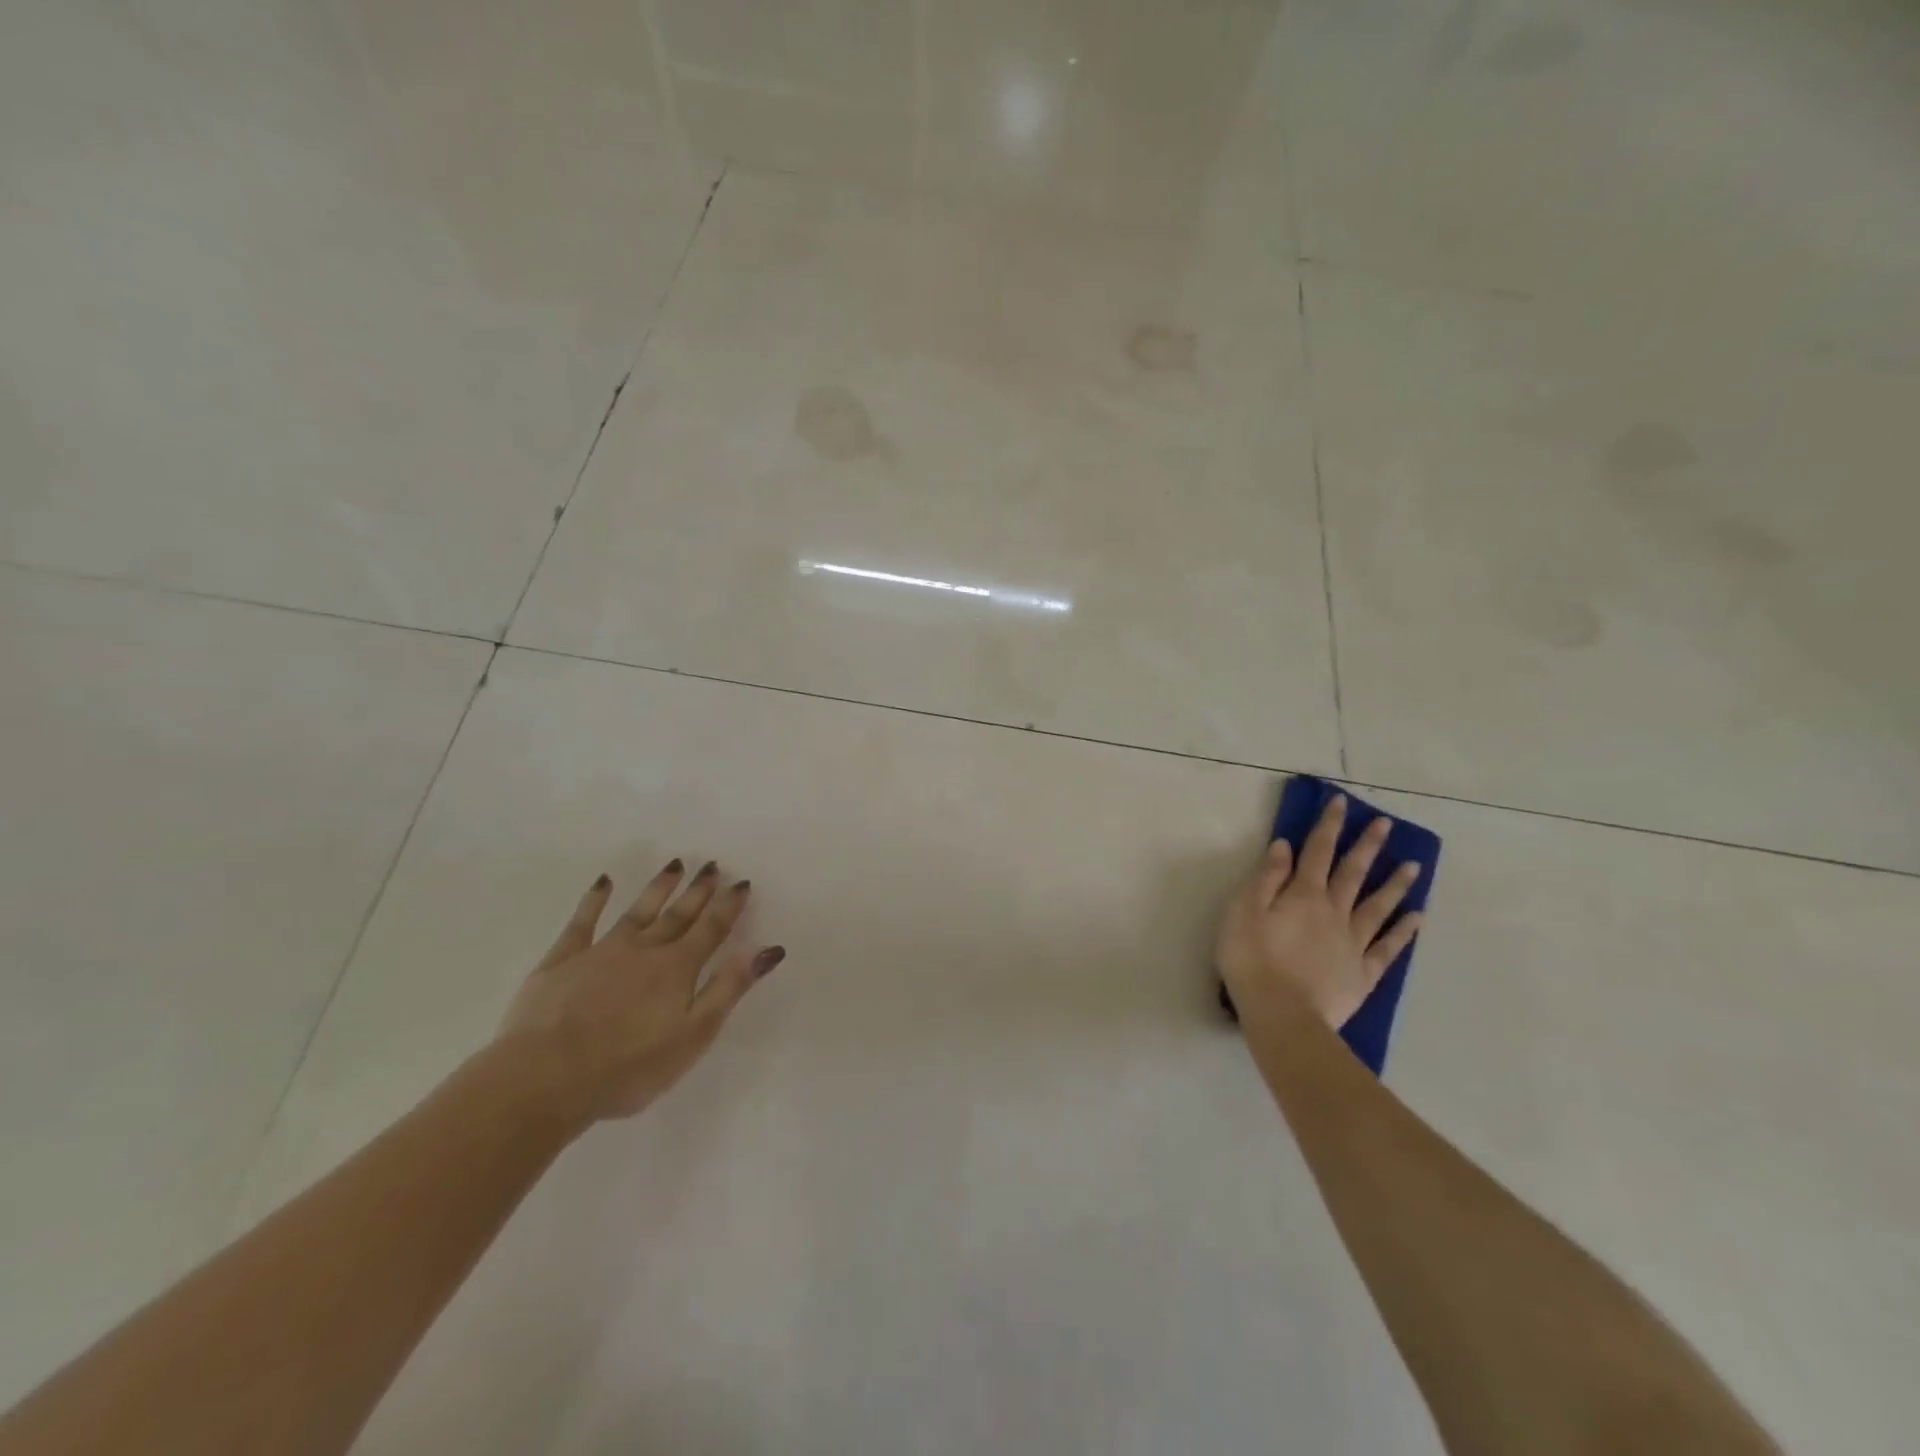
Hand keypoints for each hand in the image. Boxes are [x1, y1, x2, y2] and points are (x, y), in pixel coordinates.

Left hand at [497, 858, 784, 1122]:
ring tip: (675, 865)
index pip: (711, 929)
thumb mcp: (693, 1035)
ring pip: (637, 911)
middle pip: (677, 915)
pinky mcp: (562, 961)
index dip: (728, 906)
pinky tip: (603, 883)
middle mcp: (644, 949)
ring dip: (658, 888)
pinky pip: (582, 922)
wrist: (544, 1078)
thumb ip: (729, 988)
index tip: (741, 882)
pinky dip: (594, 900)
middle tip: (712, 865)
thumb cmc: (629, 1067)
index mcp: (677, 968)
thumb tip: (767, 949)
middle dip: (698, 891)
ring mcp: (600, 951)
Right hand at [1216, 795, 1422, 1029]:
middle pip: (1353, 873)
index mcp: (1303, 895)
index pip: (1317, 851)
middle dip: (1367, 846)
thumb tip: (1284, 846)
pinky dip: (1404, 931)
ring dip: (1394, 884)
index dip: (1328, 825)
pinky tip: (1417, 917)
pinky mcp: (1363, 973)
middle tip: (1386, 825)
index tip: (1341, 803)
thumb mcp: (1244, 911)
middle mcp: (1334, 912)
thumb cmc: (1252, 959)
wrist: (1282, 1015)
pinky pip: (1388, 947)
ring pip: (1378, 906)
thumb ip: (1266, 878)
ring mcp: (1353, 943)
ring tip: (1413, 865)